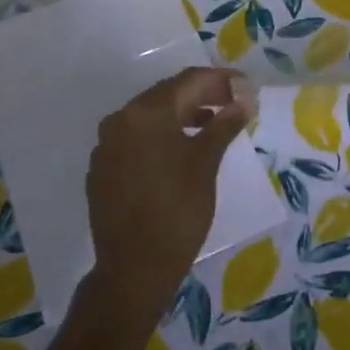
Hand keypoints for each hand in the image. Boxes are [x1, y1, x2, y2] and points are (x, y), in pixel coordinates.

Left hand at [85, 67, 255, 319]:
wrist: (134, 269)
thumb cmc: (178, 211)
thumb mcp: (206, 163)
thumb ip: (224, 124)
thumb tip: (244, 99)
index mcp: (145, 113)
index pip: (188, 82)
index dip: (221, 80)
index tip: (246, 87)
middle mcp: (120, 120)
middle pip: (167, 95)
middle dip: (202, 96)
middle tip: (233, 102)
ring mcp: (106, 145)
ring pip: (150, 118)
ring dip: (182, 116)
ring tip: (213, 123)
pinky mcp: (102, 169)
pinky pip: (136, 140)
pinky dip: (161, 137)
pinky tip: (181, 149)